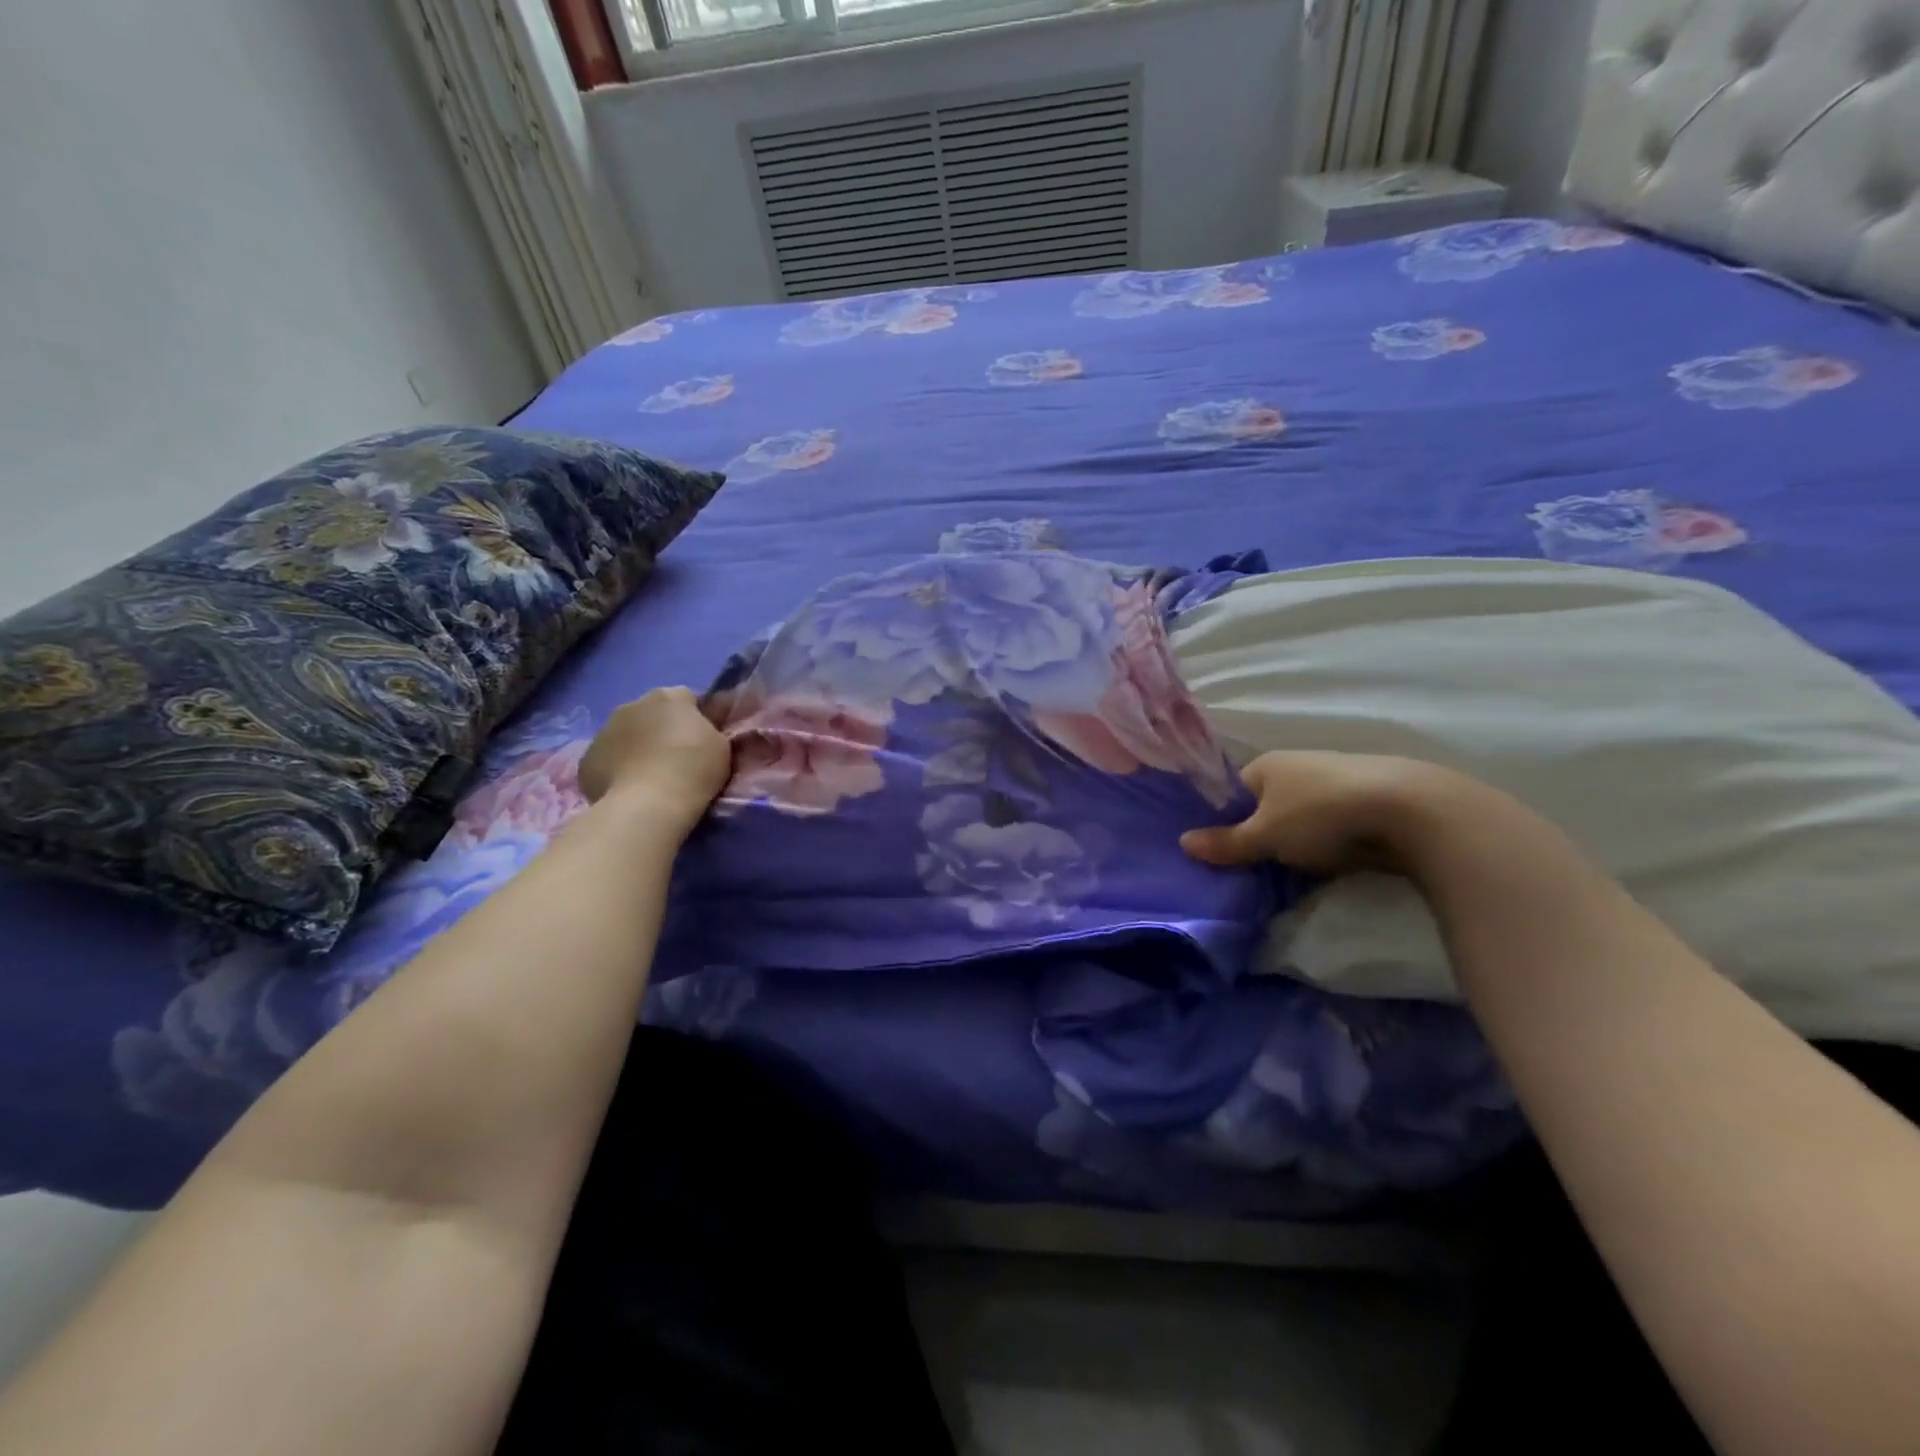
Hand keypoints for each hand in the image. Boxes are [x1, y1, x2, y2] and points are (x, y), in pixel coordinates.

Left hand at [578, 687, 730, 831]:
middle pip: (651, 713)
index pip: (687, 699)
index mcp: (668, 697)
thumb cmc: (693, 770)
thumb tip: (704, 724)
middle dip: (661, 730)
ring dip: (636, 748)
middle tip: (676, 760)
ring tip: (650, 778)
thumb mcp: (720, 745)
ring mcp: (604, 731)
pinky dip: (617, 770)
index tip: (701, 741)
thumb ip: (710, 728)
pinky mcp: (586, 760)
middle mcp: (632, 705)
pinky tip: (629, 789)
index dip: (695, 719)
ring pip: (625, 735)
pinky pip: (607, 760)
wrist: (649, 804)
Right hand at [1179, 750, 1470, 876]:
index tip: (1226, 850)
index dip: (1227, 820)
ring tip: (1292, 872)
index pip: (1233, 791)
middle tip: (1256, 867)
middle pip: (1267, 804)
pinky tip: (1330, 864)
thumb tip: (1182, 843)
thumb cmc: (1320, 814)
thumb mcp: (1265, 836)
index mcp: (1266, 764)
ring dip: (1297, 841)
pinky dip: (1328, 843)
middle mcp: (1298, 765)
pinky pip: (1332, 825)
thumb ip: (1226, 842)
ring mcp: (1334, 780)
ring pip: (1301, 816)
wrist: (1408, 810)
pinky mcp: (1367, 800)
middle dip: (1263, 834)